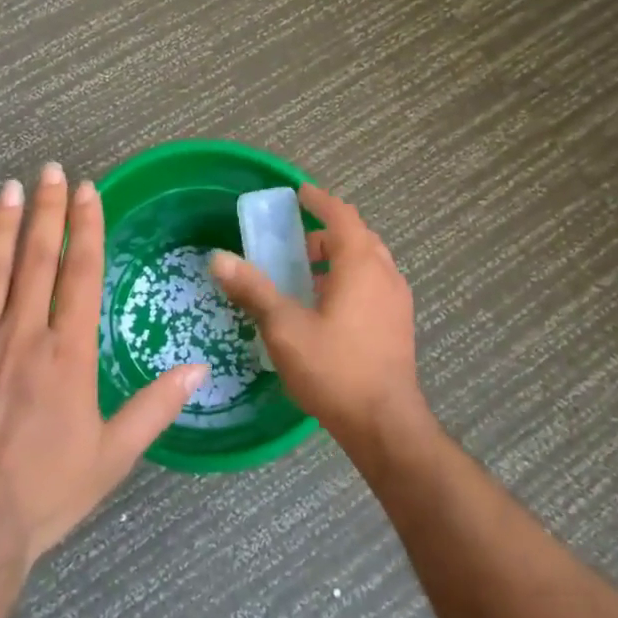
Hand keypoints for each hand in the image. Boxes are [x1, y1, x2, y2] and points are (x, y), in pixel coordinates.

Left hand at [0, 164, 204, 565]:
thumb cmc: (44, 495)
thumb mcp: (112, 457)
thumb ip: (155, 407)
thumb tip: (199, 369)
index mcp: (67, 353)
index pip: (80, 274)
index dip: (86, 227)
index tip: (88, 191)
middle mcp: (21, 334)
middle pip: (37, 259)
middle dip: (47, 210)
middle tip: (50, 170)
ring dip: (1, 226)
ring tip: (10, 188)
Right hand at [210, 183, 427, 447]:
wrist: (384, 423)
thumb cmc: (334, 368)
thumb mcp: (285, 327)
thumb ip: (253, 289)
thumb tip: (218, 258)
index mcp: (361, 264)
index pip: (342, 216)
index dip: (320, 201)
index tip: (299, 194)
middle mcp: (385, 274)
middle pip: (357, 237)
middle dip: (327, 233)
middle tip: (295, 241)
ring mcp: (397, 300)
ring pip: (368, 262)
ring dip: (339, 258)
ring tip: (306, 275)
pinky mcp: (399, 324)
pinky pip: (374, 285)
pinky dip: (351, 280)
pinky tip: (327, 308)